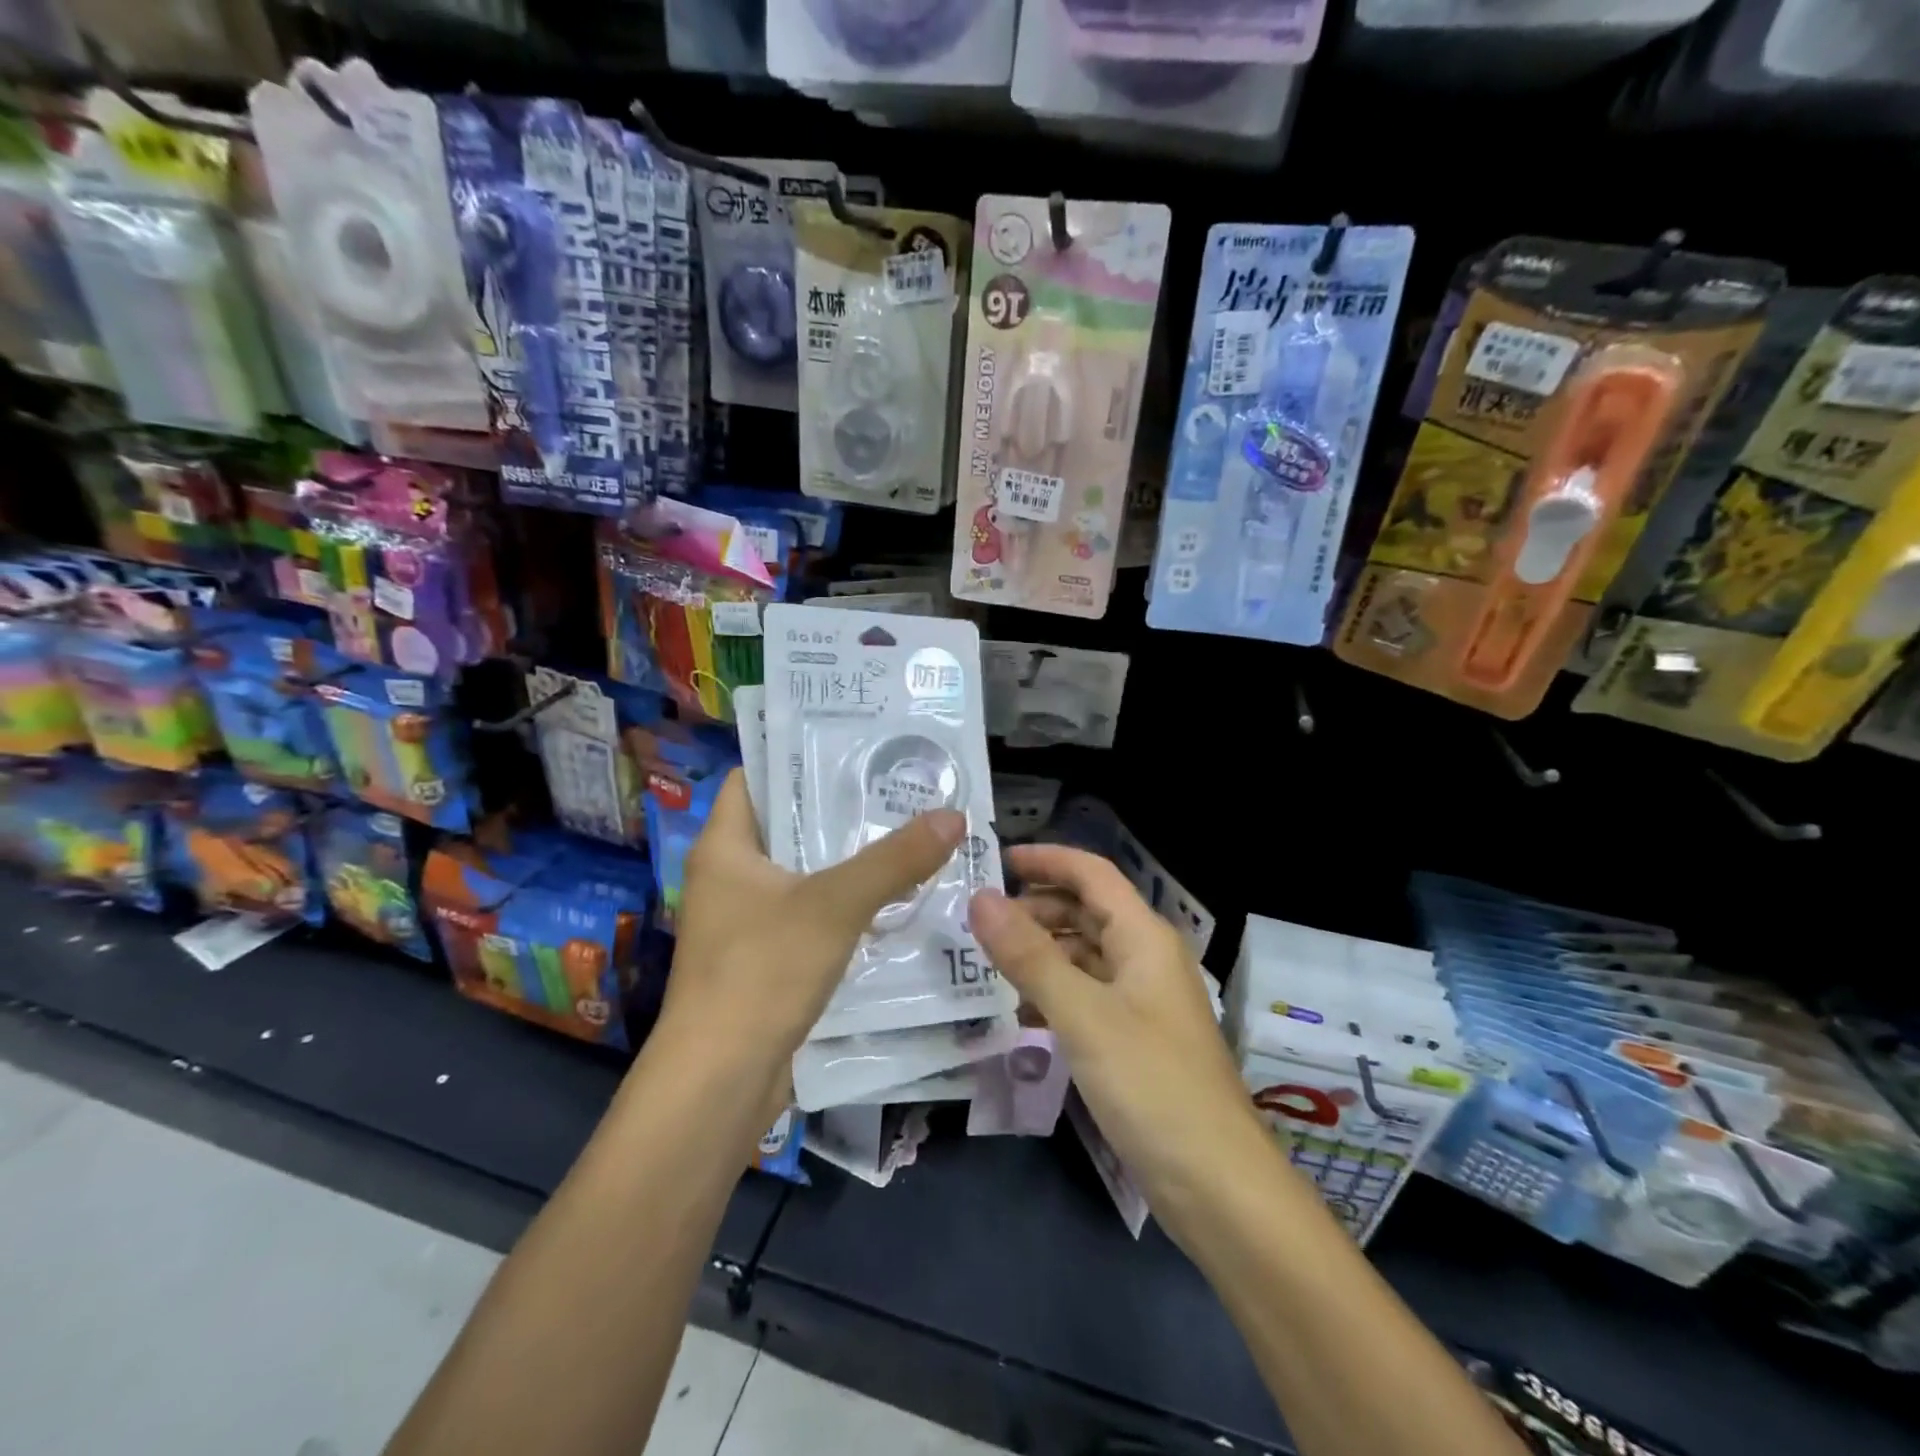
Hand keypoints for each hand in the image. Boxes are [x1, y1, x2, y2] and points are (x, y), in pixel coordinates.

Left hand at [662, 770, 964, 1090]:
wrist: (721, 1081)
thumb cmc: (762, 972)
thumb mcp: (834, 905)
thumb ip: (894, 860)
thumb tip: (953, 816)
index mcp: (725, 846)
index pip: (753, 777)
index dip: (796, 756)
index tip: (852, 745)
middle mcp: (729, 876)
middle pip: (786, 824)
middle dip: (838, 808)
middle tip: (896, 787)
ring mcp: (745, 921)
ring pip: (802, 872)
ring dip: (847, 858)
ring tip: (905, 832)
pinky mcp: (765, 958)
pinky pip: (810, 912)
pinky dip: (844, 901)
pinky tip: (891, 897)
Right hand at [969, 845, 1270, 1223]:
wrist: (1218, 1188)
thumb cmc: (1152, 1086)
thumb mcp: (1083, 1016)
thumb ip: (1029, 956)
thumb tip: (979, 899)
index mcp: (1143, 937)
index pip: (1091, 874)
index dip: (1045, 860)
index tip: (993, 861)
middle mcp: (1145, 959)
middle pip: (1086, 912)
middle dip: (1036, 908)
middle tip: (980, 922)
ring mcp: (1141, 1002)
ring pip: (1084, 957)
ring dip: (1040, 953)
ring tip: (988, 965)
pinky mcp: (1134, 1041)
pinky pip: (1086, 997)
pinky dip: (1052, 994)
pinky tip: (1019, 1015)